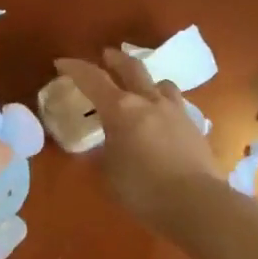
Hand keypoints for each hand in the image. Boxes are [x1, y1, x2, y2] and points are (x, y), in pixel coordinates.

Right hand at [56, 50, 219, 232]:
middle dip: (115, 59)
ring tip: (141, 88)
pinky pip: (176, 105)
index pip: (93, 79)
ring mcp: (176, 110)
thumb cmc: (143, 190)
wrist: (196, 202)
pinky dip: (164, 104)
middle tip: (106, 56)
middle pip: (131, 67)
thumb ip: (101, 155)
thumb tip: (97, 147)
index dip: (75, 68)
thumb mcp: (109, 175)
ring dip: (146, 81)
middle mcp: (149, 101)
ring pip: (160, 83)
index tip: (62, 63)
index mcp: (121, 109)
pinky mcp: (194, 125)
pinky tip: (163, 119)